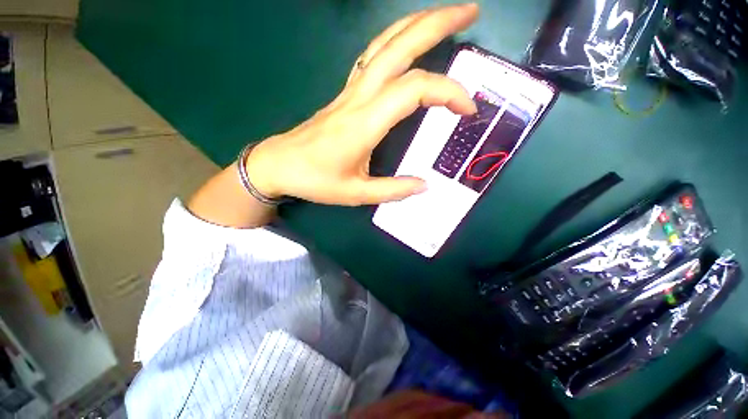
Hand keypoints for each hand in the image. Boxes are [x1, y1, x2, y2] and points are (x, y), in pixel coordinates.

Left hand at [246, 3, 478, 205]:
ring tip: (447, 16)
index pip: (415, 90)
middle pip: (400, 45)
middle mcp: (359, 97)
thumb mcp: (356, 194)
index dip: (448, 92)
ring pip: (385, 43)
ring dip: (417, 23)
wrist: (278, 165)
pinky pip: (373, 56)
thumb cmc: (315, 180)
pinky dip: (396, 41)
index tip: (467, 110)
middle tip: (472, 12)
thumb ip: (393, 190)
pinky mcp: (345, 94)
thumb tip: (424, 185)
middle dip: (438, 22)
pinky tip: (408, 42)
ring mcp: (350, 91)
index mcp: (364, 123)